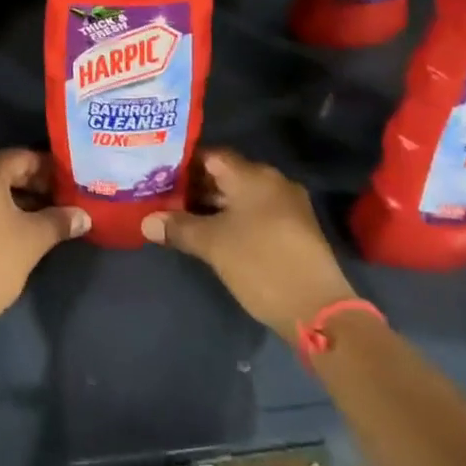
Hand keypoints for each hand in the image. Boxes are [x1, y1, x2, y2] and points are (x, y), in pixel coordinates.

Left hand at [0, 149, 88, 340]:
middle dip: (31, 185)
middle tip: (57, 202)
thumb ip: (59, 221)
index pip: (22, 157)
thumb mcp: (33, 240)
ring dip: (11, 200)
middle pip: (1, 170)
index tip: (67, 185)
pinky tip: (7, 232)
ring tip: (37, 219)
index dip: (48, 169)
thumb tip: (83, 216)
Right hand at [142, 148, 356, 343]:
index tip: (158, 175)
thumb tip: (147, 222)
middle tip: (164, 198)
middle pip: (226, 174)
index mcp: (253, 175)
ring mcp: (287, 205)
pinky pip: (255, 212)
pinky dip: (233, 218)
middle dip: (195, 187)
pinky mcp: (294, 229)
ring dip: (213, 206)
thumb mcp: (212, 245)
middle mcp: (273, 181)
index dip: (182, 164)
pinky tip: (213, 234)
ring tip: (181, 217)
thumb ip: (178, 227)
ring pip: (241, 196)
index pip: (210, 155)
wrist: (318, 310)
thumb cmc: (260, 263)